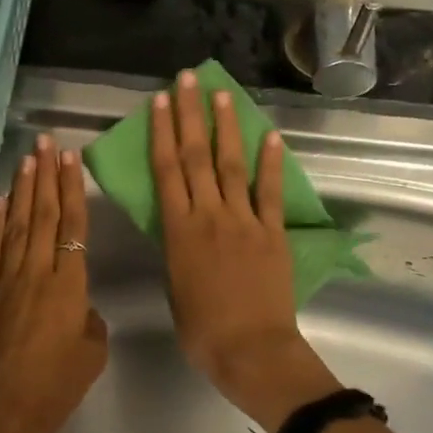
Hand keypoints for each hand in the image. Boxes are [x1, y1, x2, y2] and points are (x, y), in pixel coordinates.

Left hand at [0, 134, 109, 432]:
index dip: (71, 191)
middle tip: (46, 142)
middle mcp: (35, 275)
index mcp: (69, 288)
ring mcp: (4, 282)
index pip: (72, 227)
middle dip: (45, 177)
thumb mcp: (91, 354)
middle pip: (42, 217)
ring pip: (16, 226)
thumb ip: (88, 318)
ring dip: (21, 191)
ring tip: (26, 159)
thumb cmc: (55, 390)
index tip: (70, 160)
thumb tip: (75, 304)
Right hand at [151, 71, 340, 432]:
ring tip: (221, 94)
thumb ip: (177, 249)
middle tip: (186, 80)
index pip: (167, 172)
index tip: (159, 102)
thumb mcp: (174, 286)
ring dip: (226, 127)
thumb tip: (181, 227)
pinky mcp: (273, 232)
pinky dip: (272, 163)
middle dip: (190, 115)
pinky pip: (271, 192)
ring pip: (232, 165)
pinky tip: (271, 135)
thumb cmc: (202, 330)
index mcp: (179, 231)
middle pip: (197, 157)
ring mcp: (244, 221)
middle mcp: (210, 216)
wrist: (251, 351)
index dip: (162, 133)